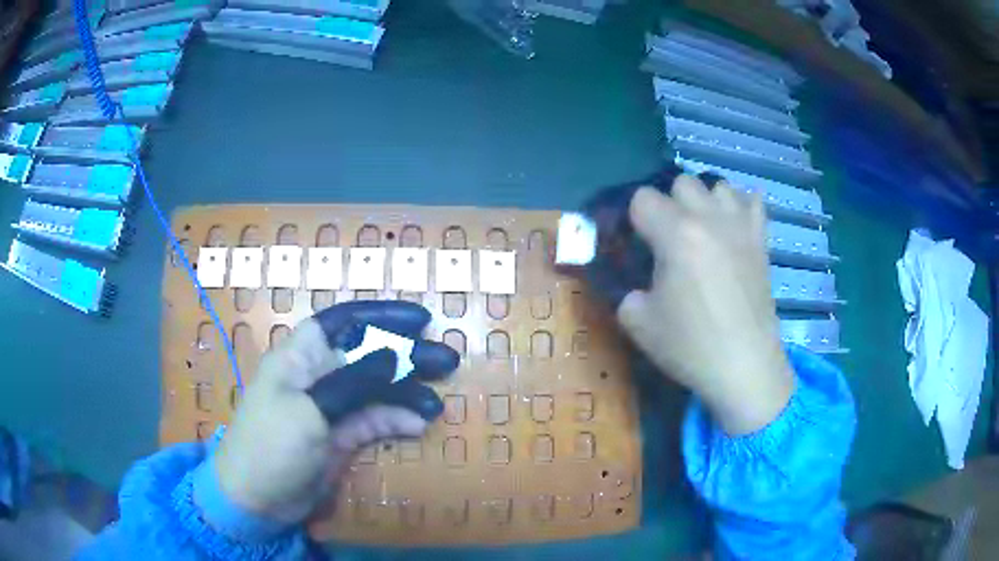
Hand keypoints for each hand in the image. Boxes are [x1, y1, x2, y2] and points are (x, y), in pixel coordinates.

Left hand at [212, 301, 458, 525]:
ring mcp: (331, 407)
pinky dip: (396, 420)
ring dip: (407, 393)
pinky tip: (418, 424)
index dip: (381, 316)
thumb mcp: (310, 411)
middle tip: (447, 361)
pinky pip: (374, 420)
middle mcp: (317, 375)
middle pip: (367, 354)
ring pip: (376, 389)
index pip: (343, 322)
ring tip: (437, 405)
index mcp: (300, 357)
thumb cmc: (272, 446)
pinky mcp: (340, 435)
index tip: (420, 321)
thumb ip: (352, 382)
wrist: (256, 499)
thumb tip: (394, 354)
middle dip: (406, 356)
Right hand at [616, 176, 793, 434]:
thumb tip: (638, 285)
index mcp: (675, 234)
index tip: (638, 245)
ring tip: (703, 231)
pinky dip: (740, 206)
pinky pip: (753, 201)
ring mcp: (740, 225)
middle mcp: (708, 218)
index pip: (642, 199)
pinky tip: (734, 226)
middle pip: (681, 182)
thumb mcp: (638, 323)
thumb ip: (627, 291)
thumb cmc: (691, 346)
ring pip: (717, 185)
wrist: (745, 366)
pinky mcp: (761, 240)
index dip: (635, 220)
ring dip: (705, 201)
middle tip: (669, 239)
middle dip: (669, 204)